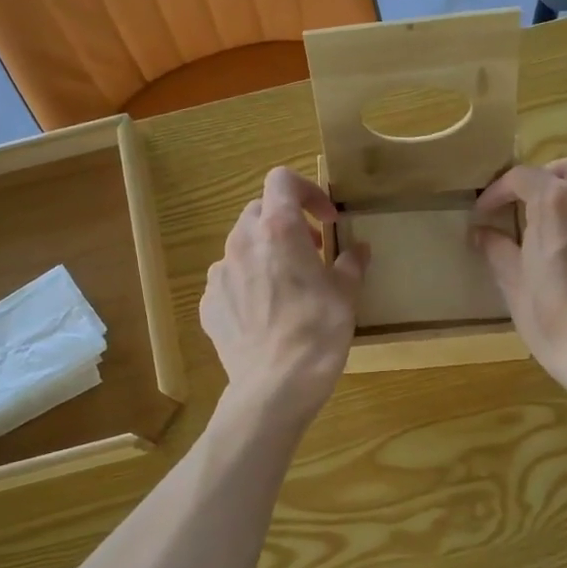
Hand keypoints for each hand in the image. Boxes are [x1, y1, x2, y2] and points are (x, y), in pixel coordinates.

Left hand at [201, 167, 367, 423]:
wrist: (275, 386)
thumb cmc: (317, 333)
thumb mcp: (346, 295)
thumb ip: (350, 264)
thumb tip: (358, 250)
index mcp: (278, 230)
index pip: (282, 180)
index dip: (307, 191)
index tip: (326, 220)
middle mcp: (242, 243)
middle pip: (260, 210)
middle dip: (287, 222)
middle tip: (311, 250)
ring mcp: (219, 274)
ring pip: (242, 246)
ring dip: (266, 253)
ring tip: (287, 285)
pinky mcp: (208, 303)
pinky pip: (229, 280)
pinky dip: (247, 283)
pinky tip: (265, 313)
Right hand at [473, 158, 566, 402]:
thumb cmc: (550, 318)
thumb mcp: (514, 285)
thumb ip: (498, 251)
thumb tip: (484, 234)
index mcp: (555, 204)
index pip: (523, 176)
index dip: (499, 191)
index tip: (486, 213)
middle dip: (546, 181)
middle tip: (528, 209)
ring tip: (560, 236)